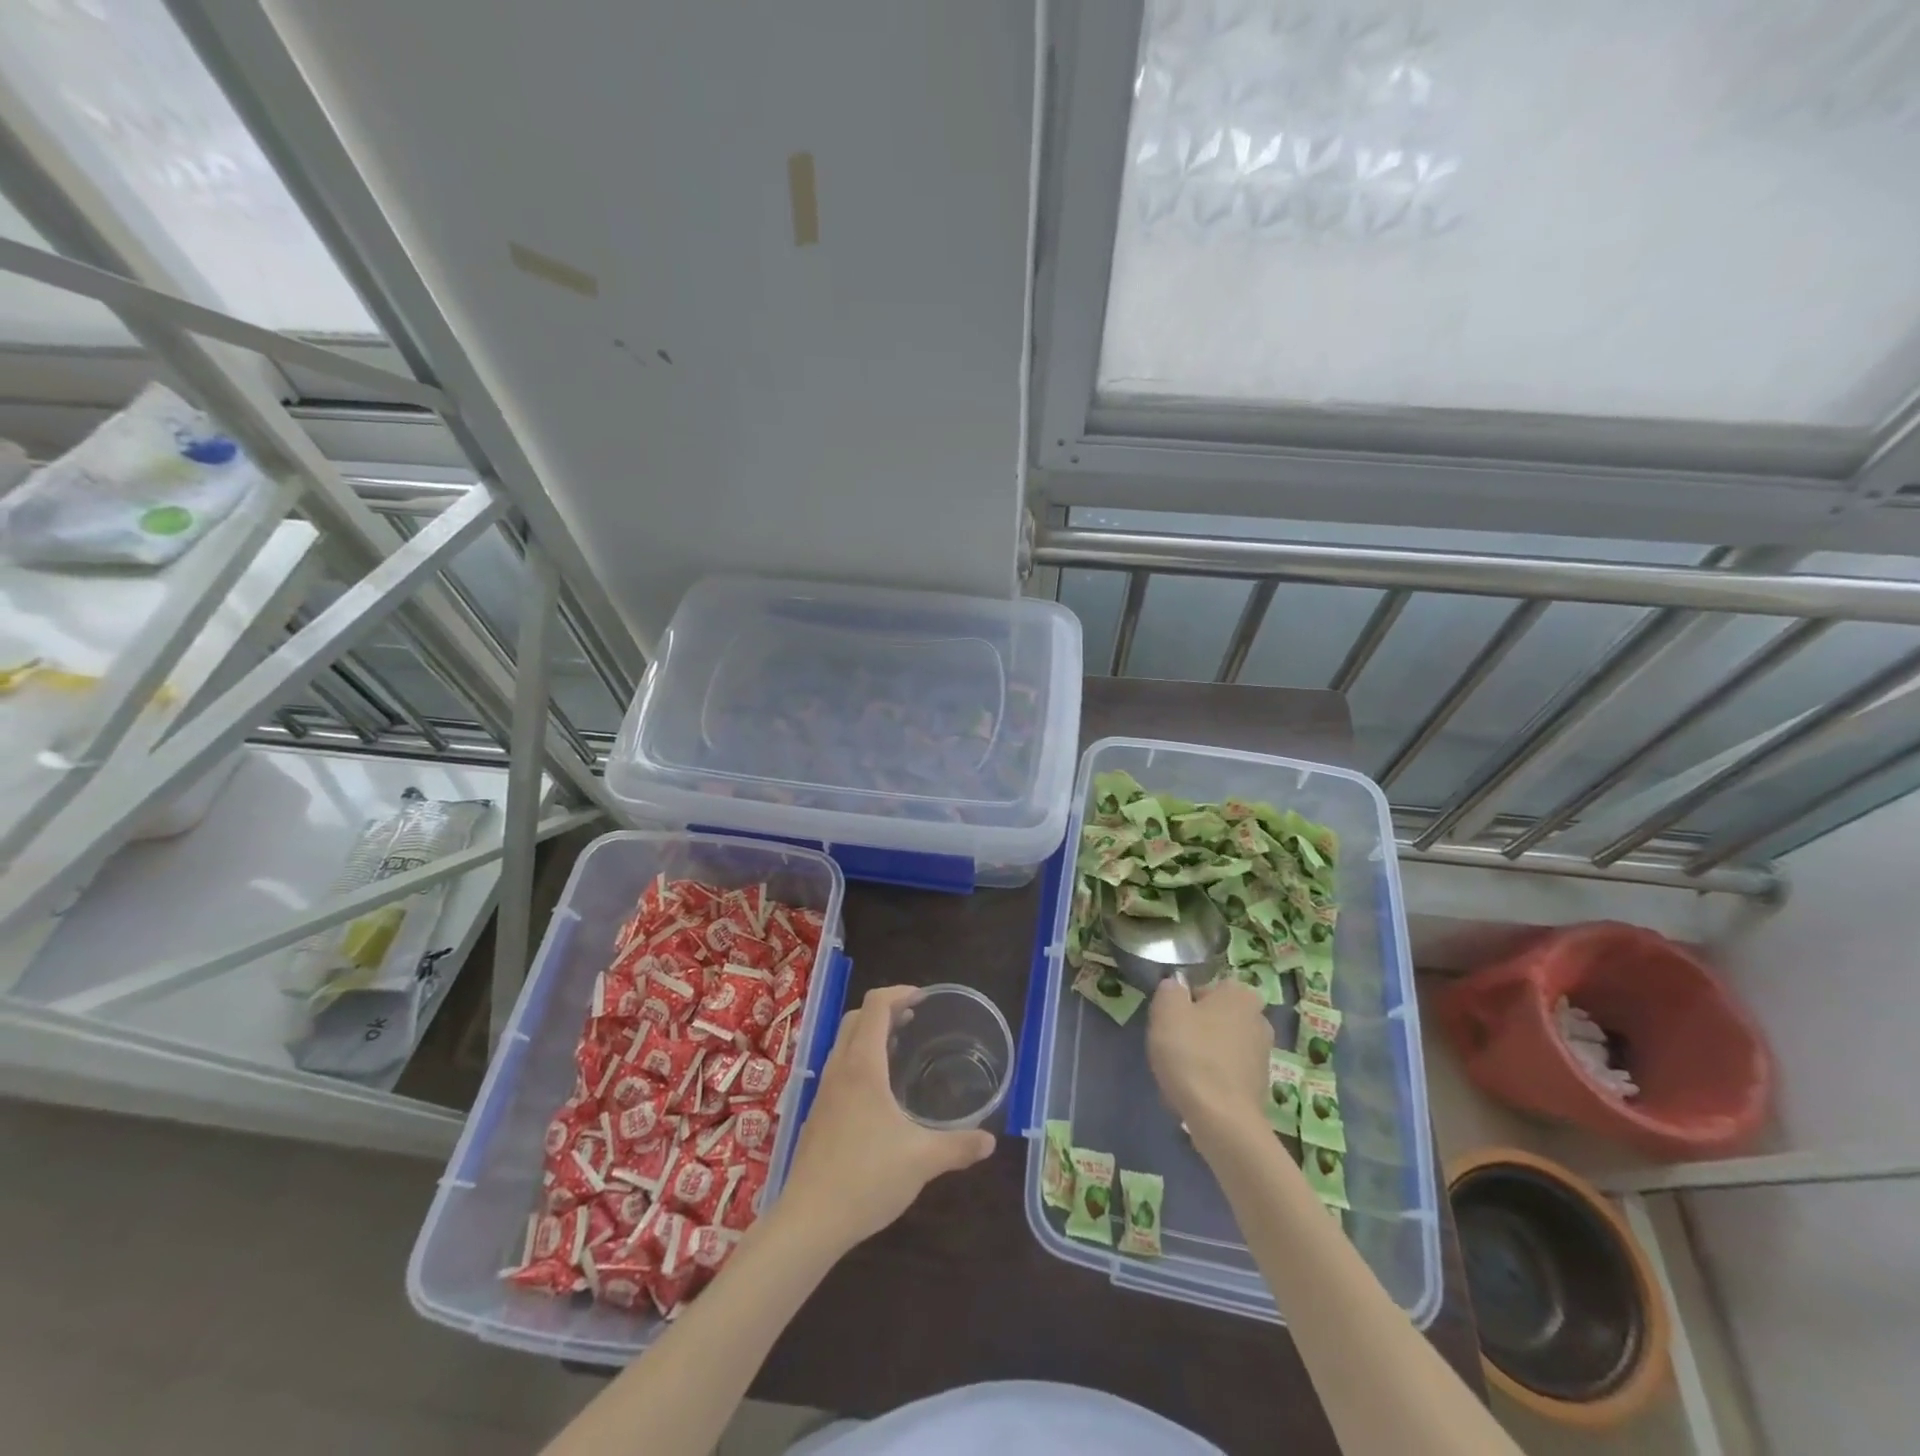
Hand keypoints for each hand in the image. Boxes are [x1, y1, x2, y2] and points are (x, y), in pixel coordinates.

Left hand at [772, 985, 995, 1252]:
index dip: (899, 993)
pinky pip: (839, 1067)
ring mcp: (823, 1091)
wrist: (808, 1221)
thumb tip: (990, 1141)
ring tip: (900, 1049)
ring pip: (844, 1043)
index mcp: (862, 1066)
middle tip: (915, 1020)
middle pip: (856, 1017)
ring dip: (870, 1034)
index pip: (875, 1006)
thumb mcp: (921, 1160)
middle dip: (885, 1010)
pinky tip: (879, 1093)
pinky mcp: (817, 1114)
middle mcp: (839, 1069)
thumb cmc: (866, 1178)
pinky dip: (859, 1060)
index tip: (924, 998)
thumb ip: (958, 1146)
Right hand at [1147, 977, 1271, 1143]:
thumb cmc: (1192, 1054)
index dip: (1183, 1004)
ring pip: (1220, 1045)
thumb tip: (1176, 988)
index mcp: (1240, 994)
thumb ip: (1170, 989)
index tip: (1170, 1023)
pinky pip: (1227, 1073)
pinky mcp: (1260, 1086)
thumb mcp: (1167, 1010)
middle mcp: (1259, 1019)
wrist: (1222, 1120)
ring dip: (1203, 1055)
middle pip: (1215, 1017)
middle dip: (1196, 1029)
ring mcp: (1263, 1055)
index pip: (1204, 988)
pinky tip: (1196, 1093)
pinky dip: (1212, 1079)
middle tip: (1173, 1047)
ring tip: (1181, 1074)